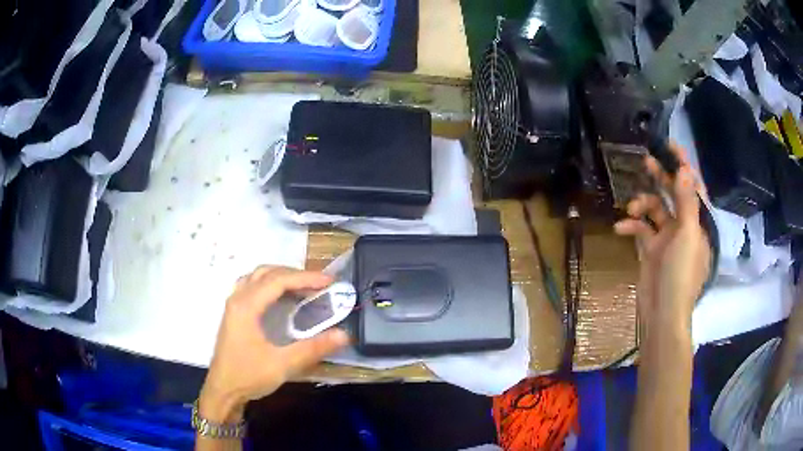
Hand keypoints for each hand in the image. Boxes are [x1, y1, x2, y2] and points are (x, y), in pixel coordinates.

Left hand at [199, 266, 349, 422]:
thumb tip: (343, 334)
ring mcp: (233, 304)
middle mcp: (238, 298)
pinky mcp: (234, 313)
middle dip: (295, 274)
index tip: (330, 282)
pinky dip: (269, 284)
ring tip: (303, 288)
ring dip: (281, 277)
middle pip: (267, 273)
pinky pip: (252, 286)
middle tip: (319, 285)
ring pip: (257, 277)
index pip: (278, 281)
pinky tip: (280, 298)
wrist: (222, 390)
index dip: (306, 278)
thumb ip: (312, 349)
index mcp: (246, 306)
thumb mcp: (282, 365)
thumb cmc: (248, 376)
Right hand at [614, 144, 710, 332]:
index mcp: (697, 222)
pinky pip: (641, 229)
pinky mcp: (651, 249)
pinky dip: (630, 226)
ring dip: (642, 205)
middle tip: (646, 161)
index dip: (684, 165)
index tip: (670, 145)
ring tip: (631, 208)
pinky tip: (619, 228)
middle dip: (661, 178)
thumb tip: (684, 169)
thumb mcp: (687, 235)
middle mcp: (684, 226)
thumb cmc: (681, 274)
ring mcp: (667, 237)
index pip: (693, 187)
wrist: (662, 312)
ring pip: (654, 209)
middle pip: (673, 194)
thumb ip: (686, 202)